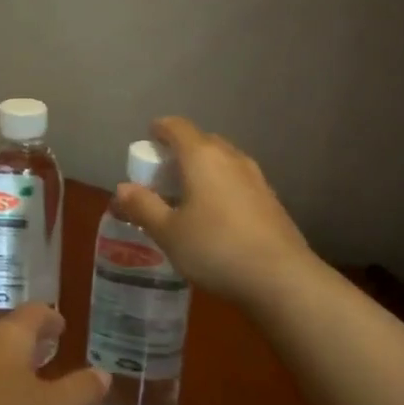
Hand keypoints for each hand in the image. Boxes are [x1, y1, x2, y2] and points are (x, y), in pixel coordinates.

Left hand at [0, 304, 108, 404]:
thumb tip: (104, 374)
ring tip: (29, 376)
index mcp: (10, 336)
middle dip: (31, 340)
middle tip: (50, 348)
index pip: (34, 313)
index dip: (50, 318)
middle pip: (10, 332)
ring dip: (11, 363)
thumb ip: (79, 391)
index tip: (62, 324)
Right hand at [110, 116, 318, 305]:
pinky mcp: (271, 200)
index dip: (159, 129)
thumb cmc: (216, 248)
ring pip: (222, 161)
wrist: (282, 278)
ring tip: (188, 195)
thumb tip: (121, 189)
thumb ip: (143, 206)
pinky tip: (216, 216)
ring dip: (203, 170)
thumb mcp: (168, 232)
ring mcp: (256, 178)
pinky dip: (221, 187)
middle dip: (180, 151)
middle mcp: (231, 158)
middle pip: (201, 141)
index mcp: (202, 156)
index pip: (177, 126)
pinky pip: (238, 181)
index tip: (147, 140)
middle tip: (162, 174)